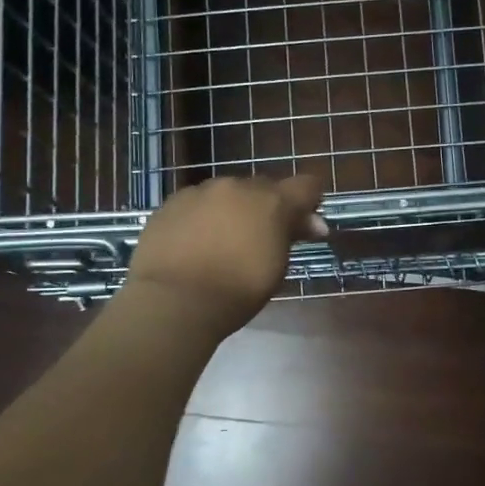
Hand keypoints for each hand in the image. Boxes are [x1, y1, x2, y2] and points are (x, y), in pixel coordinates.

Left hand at [125, 174, 327, 334]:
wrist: (174, 300)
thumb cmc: (237, 292)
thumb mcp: (277, 267)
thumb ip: (292, 236)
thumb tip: (314, 224)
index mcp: (271, 201)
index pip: (306, 185)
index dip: (310, 202)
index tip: (305, 225)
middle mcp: (236, 186)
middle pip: (262, 188)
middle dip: (267, 208)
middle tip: (261, 239)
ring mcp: (199, 192)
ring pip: (226, 194)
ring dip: (232, 211)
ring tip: (222, 243)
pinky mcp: (170, 203)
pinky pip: (195, 204)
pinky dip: (201, 218)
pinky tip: (194, 244)